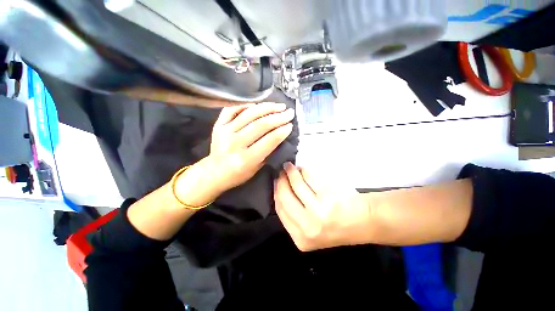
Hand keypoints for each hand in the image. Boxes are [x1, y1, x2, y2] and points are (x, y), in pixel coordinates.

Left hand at [175, 103, 294, 205]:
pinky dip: (245, 105)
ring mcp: (225, 132)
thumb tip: (280, 133)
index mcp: (246, 159)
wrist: (214, 172)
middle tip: (289, 112)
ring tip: (279, 106)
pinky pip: (232, 109)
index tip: (291, 124)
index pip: (269, 140)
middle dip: (278, 117)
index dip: (282, 131)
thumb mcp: (257, 168)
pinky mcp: (218, 125)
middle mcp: (235, 143)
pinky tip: (257, 105)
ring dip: (267, 108)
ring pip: (249, 114)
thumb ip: (268, 151)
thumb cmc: (239, 174)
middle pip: (260, 125)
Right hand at [274, 162, 374, 250]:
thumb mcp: (310, 230)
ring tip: (290, 167)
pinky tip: (303, 169)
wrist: (364, 222)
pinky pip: (309, 178)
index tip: (276, 182)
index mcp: (301, 238)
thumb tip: (279, 189)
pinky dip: (304, 171)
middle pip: (285, 196)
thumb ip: (294, 216)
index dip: (276, 192)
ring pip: (296, 184)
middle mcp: (308, 226)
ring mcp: (319, 211)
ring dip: (291, 172)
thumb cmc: (335, 225)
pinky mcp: (328, 196)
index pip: (280, 210)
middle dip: (281, 181)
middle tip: (281, 171)